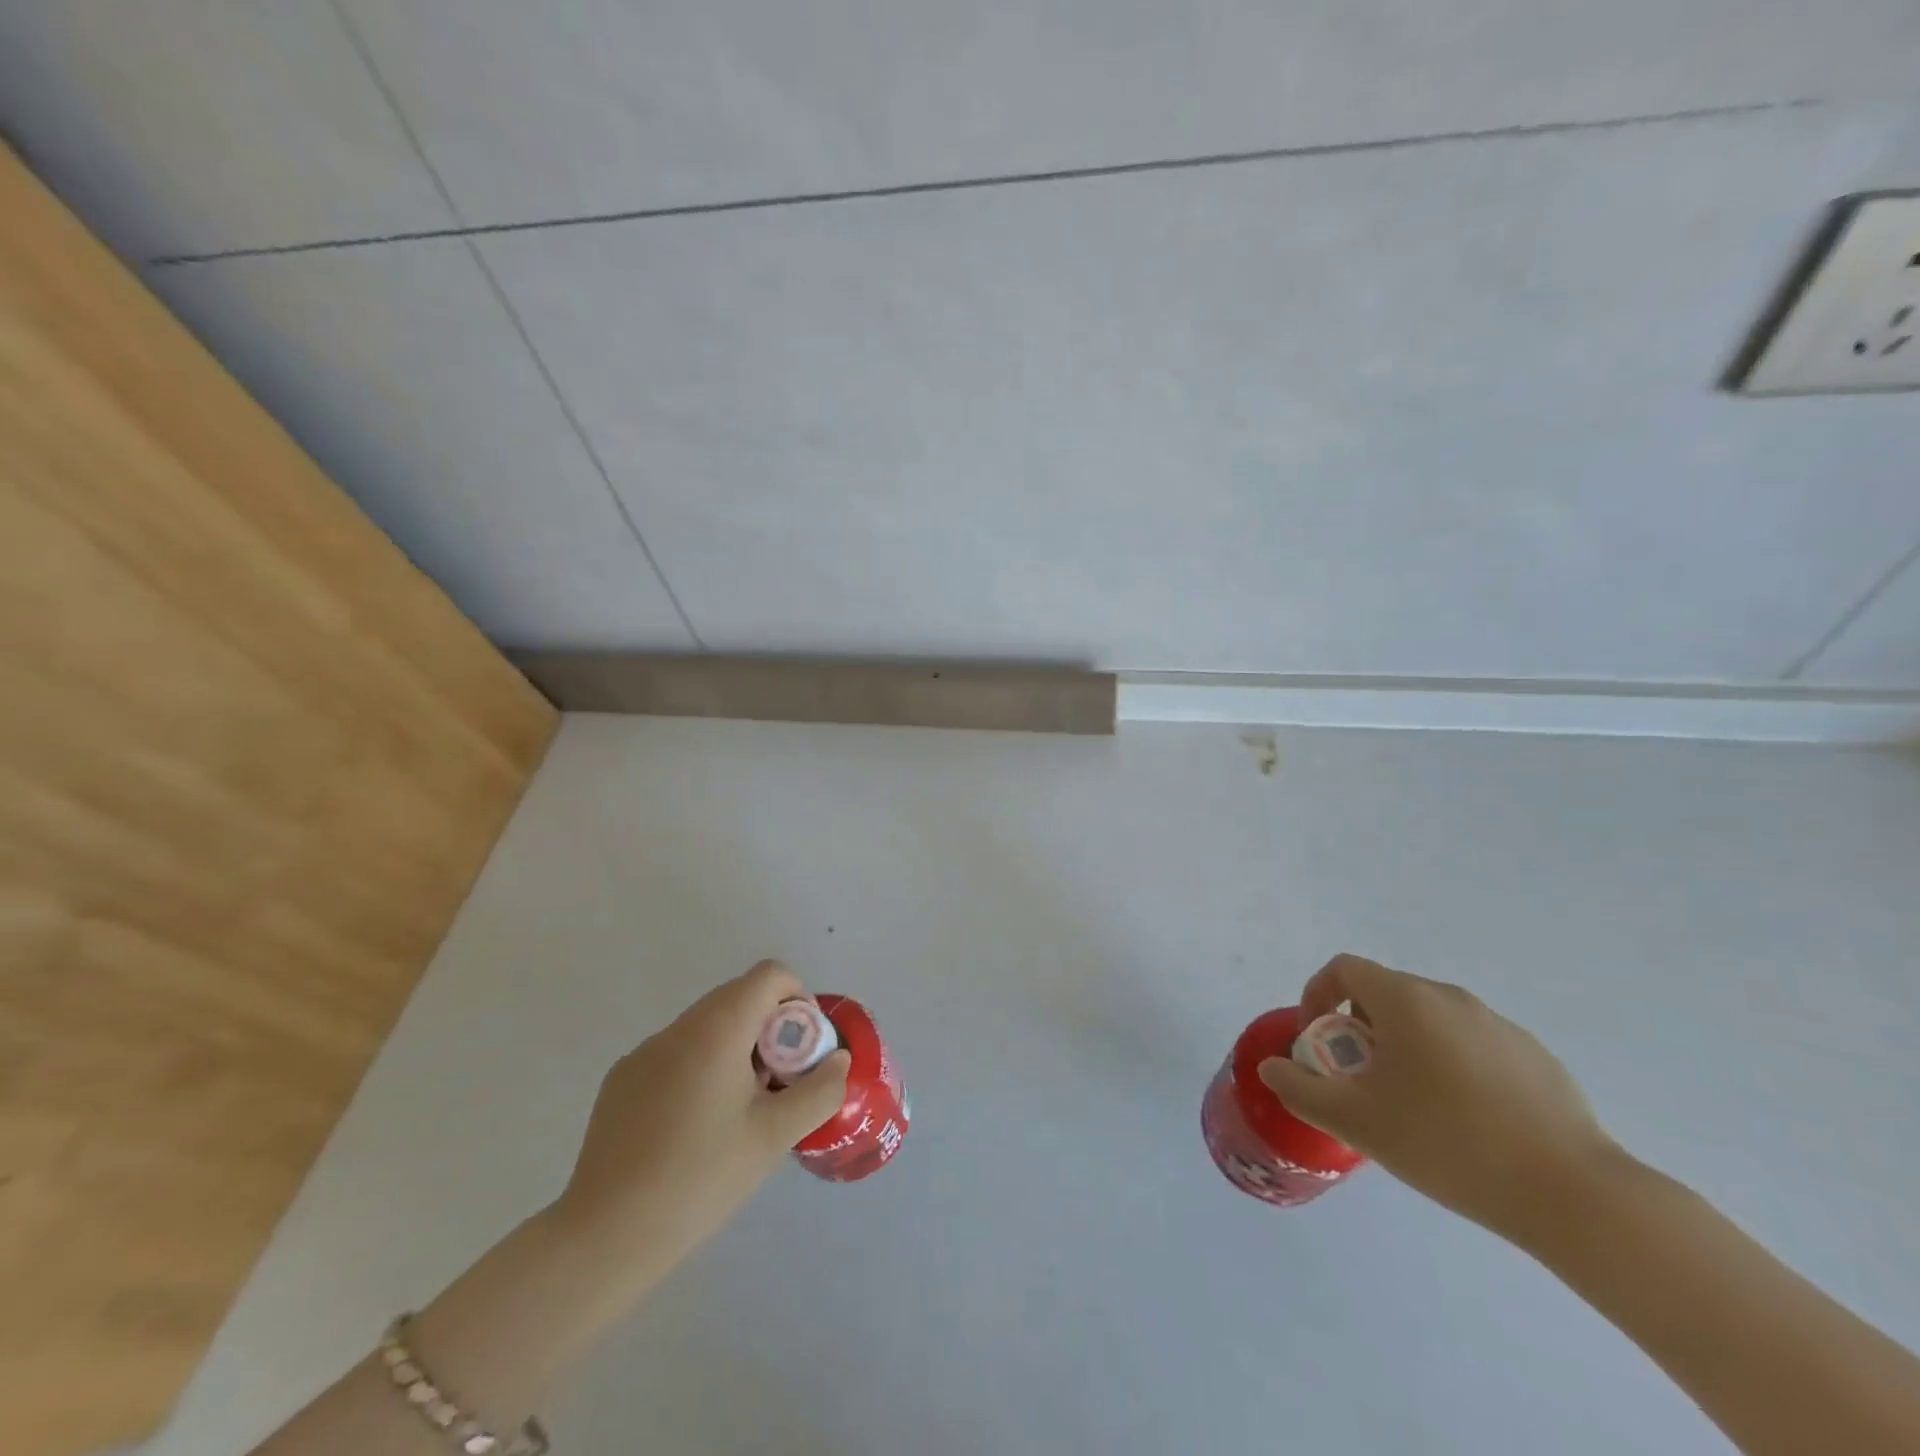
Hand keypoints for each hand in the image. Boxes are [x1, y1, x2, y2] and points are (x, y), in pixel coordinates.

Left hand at [549, 960, 850, 1290]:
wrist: (605, 1237)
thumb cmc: (700, 1178)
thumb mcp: (774, 1137)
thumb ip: (818, 1091)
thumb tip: (837, 1060)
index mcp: (717, 1028)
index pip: (770, 975)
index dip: (798, 999)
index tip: (803, 1049)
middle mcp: (678, 1027)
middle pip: (739, 998)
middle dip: (770, 1029)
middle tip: (779, 1085)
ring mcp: (643, 1053)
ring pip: (706, 1027)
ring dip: (736, 1049)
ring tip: (739, 1112)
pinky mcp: (621, 1081)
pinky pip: (675, 1054)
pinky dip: (700, 1069)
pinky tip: (694, 1129)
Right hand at [1257, 954, 1620, 1241]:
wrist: (1573, 1195)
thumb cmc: (1448, 1144)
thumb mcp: (1356, 1121)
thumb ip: (1301, 1089)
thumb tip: (1273, 1067)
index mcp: (1406, 1000)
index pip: (1344, 969)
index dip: (1317, 996)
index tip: (1318, 1042)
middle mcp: (1450, 997)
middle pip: (1385, 993)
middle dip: (1359, 1029)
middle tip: (1360, 1080)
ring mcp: (1499, 1024)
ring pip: (1429, 1020)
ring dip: (1404, 1047)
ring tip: (1412, 1105)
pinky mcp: (1535, 1056)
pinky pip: (1472, 1044)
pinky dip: (1450, 1064)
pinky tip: (1466, 1121)